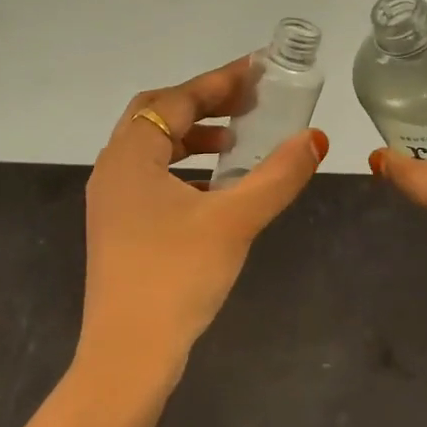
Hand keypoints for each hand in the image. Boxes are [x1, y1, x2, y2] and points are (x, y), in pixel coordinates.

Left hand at [81, 56, 327, 394]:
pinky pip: (151, 178)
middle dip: (203, 105)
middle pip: (156, 116)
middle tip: (248, 102)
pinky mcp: (118, 229)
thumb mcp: (235, 220)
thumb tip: (315, 138)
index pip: (175, 100)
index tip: (258, 71)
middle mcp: (112, 170)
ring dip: (192, 137)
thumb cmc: (177, 277)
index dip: (218, 82)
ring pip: (152, 149)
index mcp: (130, 156)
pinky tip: (216, 189)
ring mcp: (111, 202)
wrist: (128, 355)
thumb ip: (278, 175)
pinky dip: (183, 169)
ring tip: (236, 143)